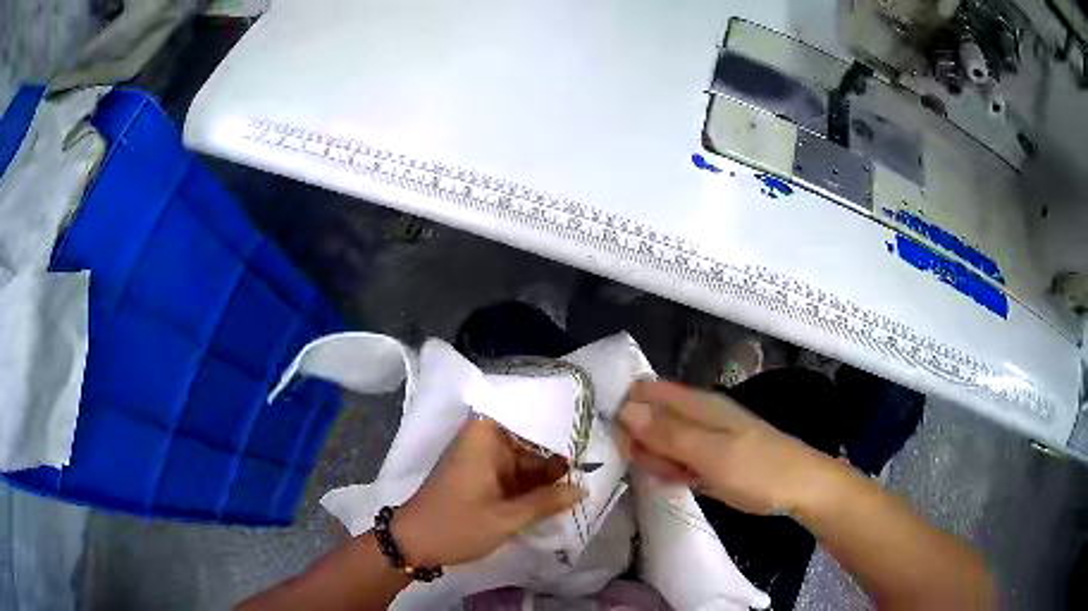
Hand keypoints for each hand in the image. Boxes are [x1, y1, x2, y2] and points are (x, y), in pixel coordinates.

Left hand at [391, 418, 586, 566]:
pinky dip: (533, 485)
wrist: (413, 545)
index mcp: (484, 439)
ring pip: (524, 460)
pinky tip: (561, 493)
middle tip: (598, 454)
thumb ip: (545, 501)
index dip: (554, 413)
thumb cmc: (457, 525)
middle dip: (558, 449)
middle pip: (528, 438)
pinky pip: (514, 476)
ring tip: (588, 474)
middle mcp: (484, 444)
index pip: (523, 410)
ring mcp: (483, 463)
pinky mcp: (482, 481)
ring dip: (548, 471)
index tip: (586, 417)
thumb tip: (583, 488)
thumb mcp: (505, 518)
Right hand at [616, 380, 839, 515]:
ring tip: (680, 478)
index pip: (646, 392)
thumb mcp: (710, 454)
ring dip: (659, 461)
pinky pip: (680, 458)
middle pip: (651, 418)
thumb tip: (624, 409)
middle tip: (660, 469)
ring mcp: (706, 436)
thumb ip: (668, 433)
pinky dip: (675, 470)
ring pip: (664, 441)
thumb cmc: (758, 470)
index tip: (622, 444)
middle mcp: (698, 414)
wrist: (801, 488)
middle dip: (643, 444)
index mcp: (697, 404)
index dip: (627, 413)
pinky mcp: (711, 456)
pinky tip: (685, 482)